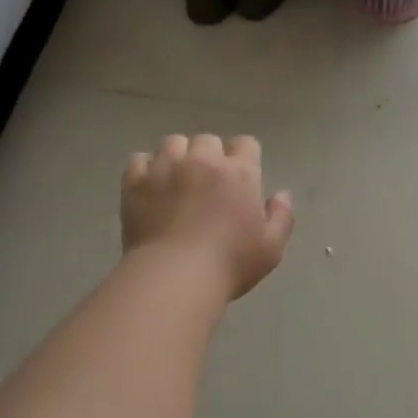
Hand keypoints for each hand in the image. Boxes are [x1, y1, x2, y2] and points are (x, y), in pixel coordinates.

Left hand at [122, 134, 294, 299]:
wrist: (175, 277)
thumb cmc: (229, 264)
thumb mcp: (271, 248)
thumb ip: (281, 217)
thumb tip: (281, 194)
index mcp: (238, 172)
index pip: (246, 144)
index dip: (244, 157)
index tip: (240, 178)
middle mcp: (202, 161)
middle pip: (207, 140)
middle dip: (210, 156)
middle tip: (207, 182)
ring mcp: (165, 168)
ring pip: (172, 143)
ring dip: (178, 156)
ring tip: (176, 179)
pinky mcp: (136, 182)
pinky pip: (139, 159)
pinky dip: (145, 168)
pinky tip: (150, 186)